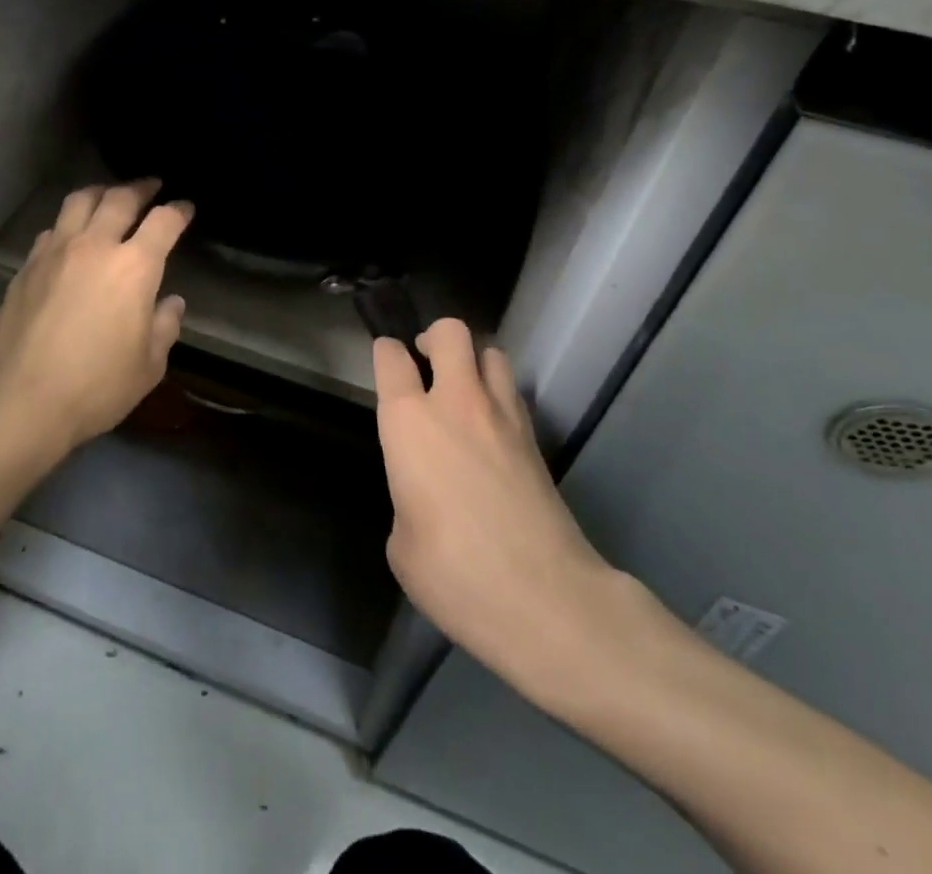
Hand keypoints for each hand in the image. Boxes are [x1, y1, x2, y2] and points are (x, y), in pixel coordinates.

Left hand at [0, 180, 191, 450]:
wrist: (24, 401)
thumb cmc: (97, 386)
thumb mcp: (149, 365)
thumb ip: (165, 326)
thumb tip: (170, 302)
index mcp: (134, 267)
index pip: (164, 221)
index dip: (179, 210)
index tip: (186, 207)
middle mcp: (95, 247)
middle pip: (120, 198)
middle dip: (141, 188)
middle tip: (151, 186)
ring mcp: (56, 252)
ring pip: (79, 201)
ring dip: (101, 192)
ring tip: (109, 196)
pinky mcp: (27, 266)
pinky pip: (52, 229)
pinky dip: (69, 223)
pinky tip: (71, 236)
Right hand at [375, 321, 646, 700]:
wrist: (546, 600)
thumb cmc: (455, 572)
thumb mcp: (402, 543)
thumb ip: (407, 498)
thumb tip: (425, 498)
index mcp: (410, 422)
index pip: (391, 358)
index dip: (385, 353)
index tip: (385, 362)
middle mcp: (457, 403)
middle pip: (450, 332)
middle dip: (434, 337)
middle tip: (426, 362)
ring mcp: (504, 417)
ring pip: (491, 353)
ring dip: (473, 361)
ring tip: (463, 389)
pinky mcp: (536, 440)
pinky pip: (513, 393)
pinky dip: (498, 395)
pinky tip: (490, 428)